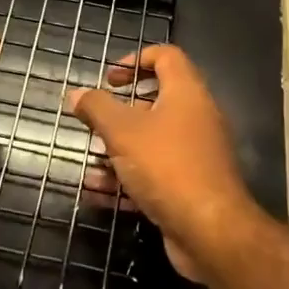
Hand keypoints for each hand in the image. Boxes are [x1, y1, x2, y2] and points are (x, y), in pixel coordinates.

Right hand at [68, 44, 257, 281]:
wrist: (212, 232)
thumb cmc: (167, 166)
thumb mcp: (123, 132)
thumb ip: (97, 108)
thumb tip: (77, 93)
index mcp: (186, 92)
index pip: (166, 56)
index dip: (136, 59)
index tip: (109, 79)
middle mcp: (196, 117)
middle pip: (156, 101)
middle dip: (120, 114)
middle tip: (95, 123)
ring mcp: (196, 153)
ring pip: (152, 142)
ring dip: (118, 152)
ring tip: (90, 166)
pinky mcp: (191, 186)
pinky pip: (156, 173)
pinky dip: (129, 180)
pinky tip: (98, 194)